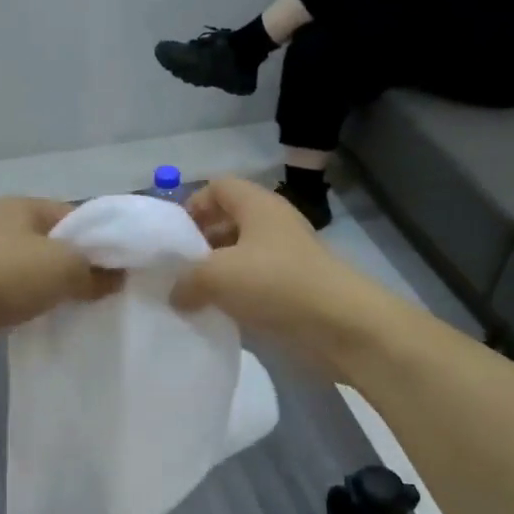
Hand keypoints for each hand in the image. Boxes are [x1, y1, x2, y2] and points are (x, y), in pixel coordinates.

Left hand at [0, 196, 121, 358]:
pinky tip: (49, 318)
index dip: (102, 240)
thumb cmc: (5, 275)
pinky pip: (18, 291)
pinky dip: (35, 302)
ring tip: (83, 308)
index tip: (122, 268)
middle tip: (107, 291)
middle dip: (80, 266)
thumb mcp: (64, 267)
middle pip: (56, 243)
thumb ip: (96, 271)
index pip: (76, 215)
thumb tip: (117, 278)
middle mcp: (4, 225)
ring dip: (57, 287)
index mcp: (24, 206)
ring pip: (37, 269)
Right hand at [171, 177, 404, 374]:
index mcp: (257, 205)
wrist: (341, 326)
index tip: (172, 237)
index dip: (192, 204)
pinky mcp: (294, 290)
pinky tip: (217, 315)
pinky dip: (234, 297)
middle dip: (199, 244)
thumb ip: (185, 280)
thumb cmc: (276, 284)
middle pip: (228, 222)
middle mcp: (273, 225)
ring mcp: (286, 258)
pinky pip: (254, 286)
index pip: (218, 187)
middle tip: (176, 271)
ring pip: (240, 257)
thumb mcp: (216, 275)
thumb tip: (175, 293)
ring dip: (216, 275)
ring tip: (190, 297)